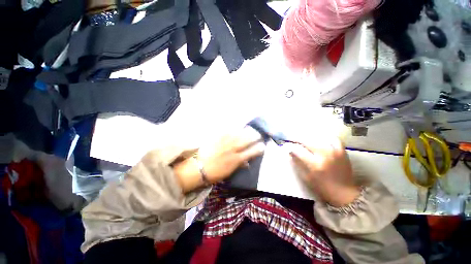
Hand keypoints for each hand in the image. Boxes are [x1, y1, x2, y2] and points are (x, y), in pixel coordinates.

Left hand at [174, 127, 264, 191]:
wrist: (198, 168)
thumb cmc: (214, 173)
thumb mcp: (229, 172)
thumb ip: (239, 165)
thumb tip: (247, 162)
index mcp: (236, 159)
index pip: (251, 152)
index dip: (258, 148)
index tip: (263, 146)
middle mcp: (233, 149)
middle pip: (247, 141)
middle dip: (254, 137)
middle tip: (259, 134)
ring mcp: (225, 142)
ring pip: (239, 134)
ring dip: (246, 131)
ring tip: (251, 129)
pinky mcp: (218, 138)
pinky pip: (228, 131)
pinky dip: (234, 129)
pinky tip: (238, 127)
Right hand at [285, 138, 359, 206]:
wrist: (345, 194)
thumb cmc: (323, 188)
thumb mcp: (307, 178)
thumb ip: (298, 164)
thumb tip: (290, 153)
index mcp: (314, 164)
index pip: (298, 151)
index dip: (291, 148)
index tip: (287, 147)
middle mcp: (324, 155)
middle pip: (307, 141)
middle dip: (297, 140)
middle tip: (293, 140)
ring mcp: (334, 152)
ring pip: (318, 138)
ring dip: (309, 138)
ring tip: (305, 140)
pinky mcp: (342, 152)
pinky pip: (334, 139)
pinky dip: (326, 138)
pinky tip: (321, 140)